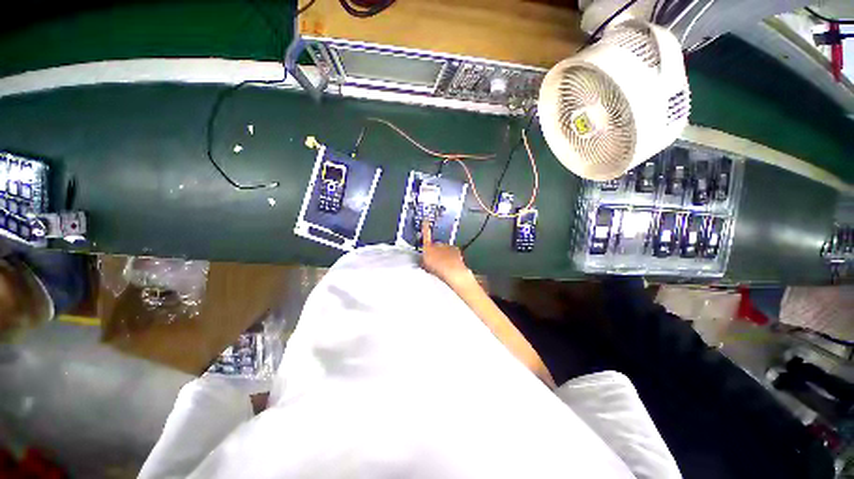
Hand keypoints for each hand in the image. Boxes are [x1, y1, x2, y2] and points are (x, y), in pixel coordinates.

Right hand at [420, 222, 473, 287]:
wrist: (452, 270)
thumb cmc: (438, 268)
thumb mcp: (425, 265)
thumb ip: (422, 260)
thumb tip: (422, 260)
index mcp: (429, 247)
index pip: (426, 234)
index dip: (425, 227)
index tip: (425, 220)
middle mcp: (438, 244)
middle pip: (435, 245)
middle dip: (435, 251)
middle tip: (435, 261)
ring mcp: (447, 246)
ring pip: (444, 249)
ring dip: (443, 255)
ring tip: (443, 265)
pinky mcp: (455, 249)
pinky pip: (452, 252)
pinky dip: (451, 256)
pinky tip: (450, 264)